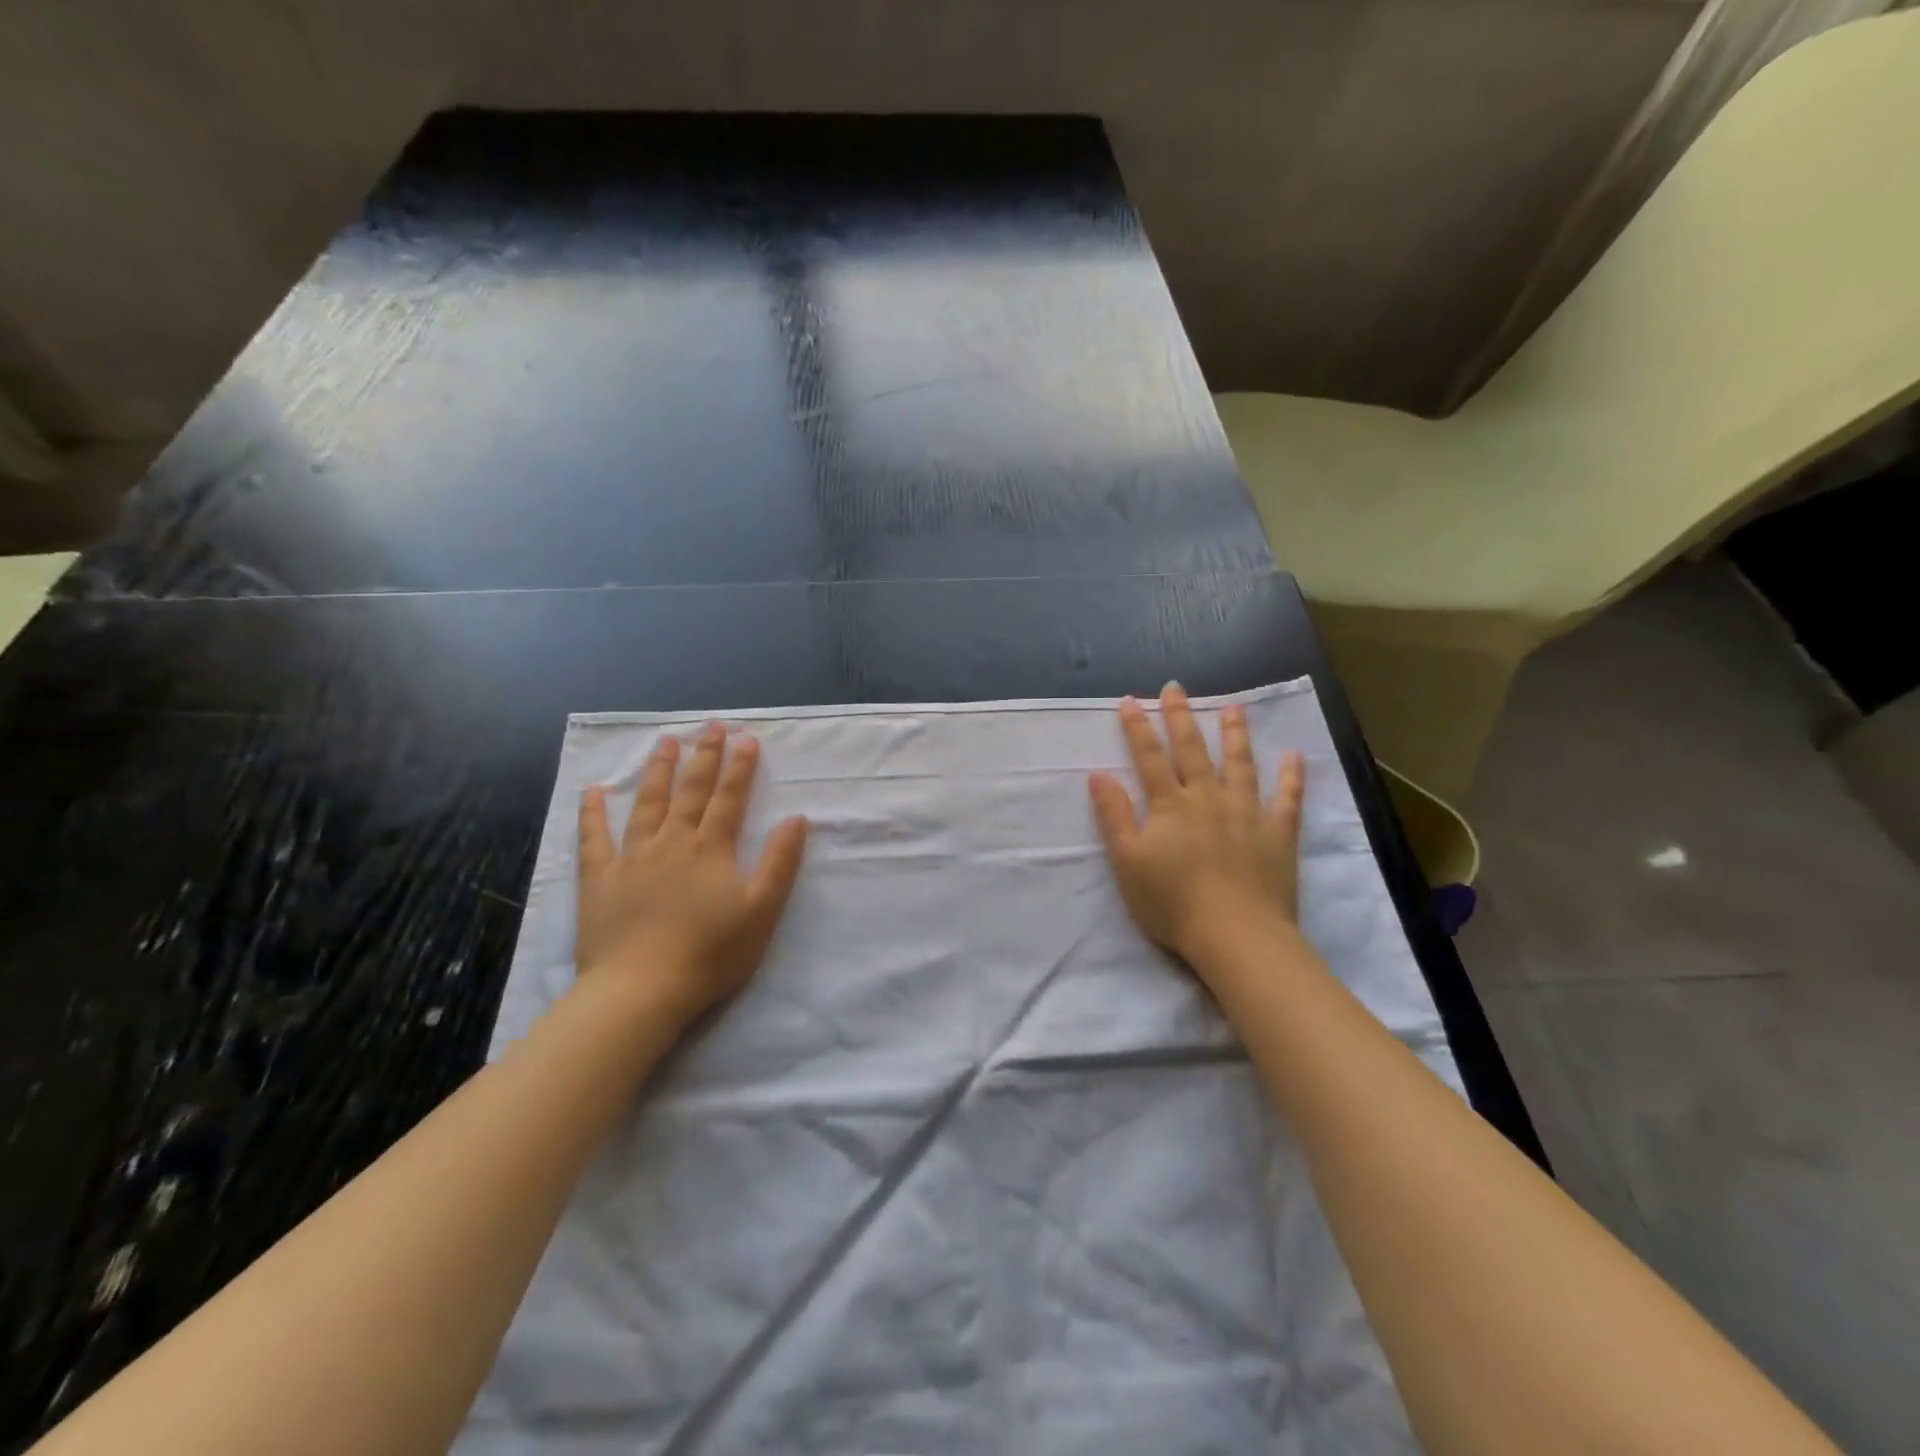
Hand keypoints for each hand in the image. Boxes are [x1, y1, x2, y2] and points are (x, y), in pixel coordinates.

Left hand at [576, 723, 807, 1027]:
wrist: (641, 990)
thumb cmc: (709, 954)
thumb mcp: (761, 912)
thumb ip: (780, 863)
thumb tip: (796, 819)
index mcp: (711, 850)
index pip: (729, 799)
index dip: (740, 767)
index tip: (747, 738)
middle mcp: (672, 843)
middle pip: (690, 791)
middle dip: (703, 757)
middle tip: (710, 727)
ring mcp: (631, 858)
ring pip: (647, 804)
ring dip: (658, 771)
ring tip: (664, 742)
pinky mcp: (598, 880)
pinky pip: (593, 839)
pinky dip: (592, 813)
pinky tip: (593, 790)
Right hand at [1088, 682, 1305, 967]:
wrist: (1235, 935)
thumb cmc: (1172, 903)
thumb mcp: (1127, 862)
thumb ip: (1113, 816)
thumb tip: (1098, 774)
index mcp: (1170, 805)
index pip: (1149, 758)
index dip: (1137, 728)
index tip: (1130, 700)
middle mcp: (1208, 798)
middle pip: (1192, 750)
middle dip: (1180, 717)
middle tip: (1175, 687)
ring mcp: (1246, 813)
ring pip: (1239, 764)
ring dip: (1234, 734)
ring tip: (1234, 707)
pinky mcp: (1278, 833)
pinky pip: (1287, 799)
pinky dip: (1291, 777)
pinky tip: (1294, 756)